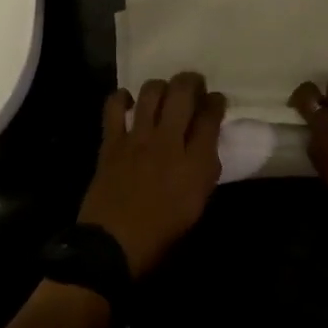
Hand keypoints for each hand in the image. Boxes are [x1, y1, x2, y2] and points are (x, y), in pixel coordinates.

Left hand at [78, 73, 225, 279]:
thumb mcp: (197, 205)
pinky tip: (128, 103)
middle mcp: (169, 142)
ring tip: (163, 93)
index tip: (215, 100)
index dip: (216, 101)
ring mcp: (137, 138)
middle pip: (183, 92)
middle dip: (191, 81)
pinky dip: (121, 98)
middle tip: (193, 85)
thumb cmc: (161, 234)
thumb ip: (204, 170)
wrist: (112, 246)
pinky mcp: (111, 141)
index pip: (211, 116)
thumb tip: (205, 144)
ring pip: (151, 91)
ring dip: (161, 86)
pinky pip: (114, 106)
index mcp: (196, 164)